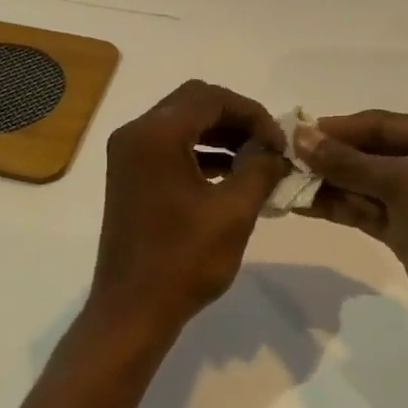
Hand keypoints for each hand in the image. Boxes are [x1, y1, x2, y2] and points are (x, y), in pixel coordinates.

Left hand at [89, 81, 288, 345]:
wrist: (132, 309)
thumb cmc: (183, 260)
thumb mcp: (233, 212)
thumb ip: (259, 168)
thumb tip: (275, 149)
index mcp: (155, 134)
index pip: (210, 98)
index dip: (251, 113)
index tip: (280, 142)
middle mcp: (135, 133)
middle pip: (193, 103)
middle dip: (236, 119)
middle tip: (269, 146)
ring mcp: (128, 154)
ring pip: (181, 123)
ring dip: (220, 135)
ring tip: (257, 161)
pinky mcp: (129, 174)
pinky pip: (169, 146)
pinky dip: (200, 152)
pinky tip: (230, 175)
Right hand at [297, 111, 407, 360]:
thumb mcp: (405, 184)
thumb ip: (348, 162)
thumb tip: (299, 136)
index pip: (380, 124)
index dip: (335, 128)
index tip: (291, 133)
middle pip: (368, 153)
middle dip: (327, 156)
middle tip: (279, 158)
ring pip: (362, 183)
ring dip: (325, 183)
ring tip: (281, 181)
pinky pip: (364, 210)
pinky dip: (335, 206)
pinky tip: (300, 203)